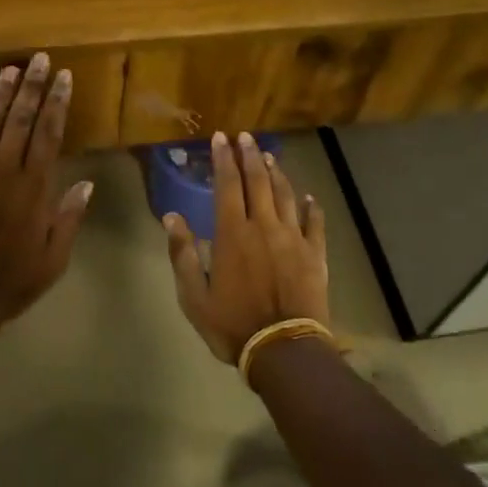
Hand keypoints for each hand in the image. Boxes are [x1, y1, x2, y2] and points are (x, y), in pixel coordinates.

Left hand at [0, 52, 93, 332]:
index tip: (64, 77)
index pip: (49, 135)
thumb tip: (86, 182)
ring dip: (1, 95)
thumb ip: (69, 218)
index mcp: (34, 188)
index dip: (57, 103)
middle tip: (40, 59)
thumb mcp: (54, 258)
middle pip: (22, 121)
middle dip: (33, 87)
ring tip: (11, 69)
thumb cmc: (10, 282)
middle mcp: (5, 172)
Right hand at [164, 131, 328, 362]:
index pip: (227, 185)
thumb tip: (172, 217)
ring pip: (286, 195)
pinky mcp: (315, 255)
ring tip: (268, 156)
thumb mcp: (194, 296)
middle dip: (249, 155)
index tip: (220, 138)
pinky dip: (311, 206)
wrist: (284, 350)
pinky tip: (308, 196)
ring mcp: (293, 239)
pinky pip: (314, 223)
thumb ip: (183, 254)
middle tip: (245, 136)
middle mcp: (264, 227)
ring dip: (276, 173)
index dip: (223, 159)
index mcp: (232, 234)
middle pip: (258, 182)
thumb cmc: (232, 325)